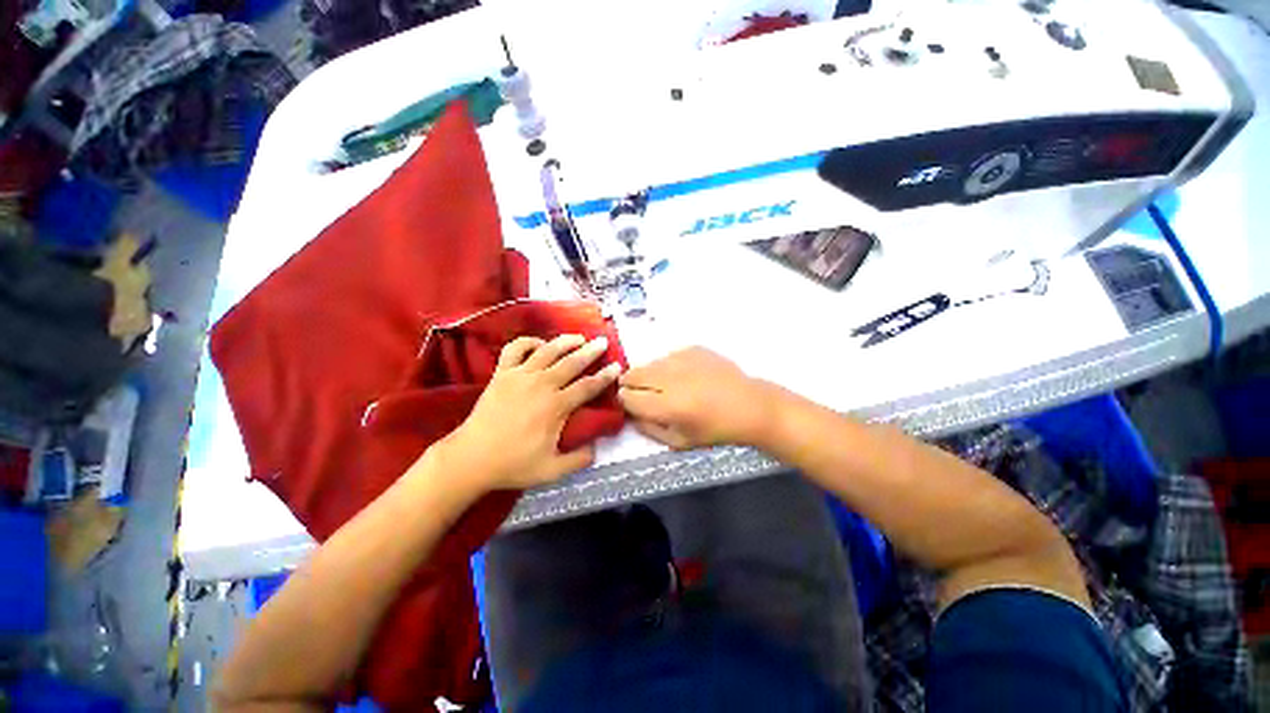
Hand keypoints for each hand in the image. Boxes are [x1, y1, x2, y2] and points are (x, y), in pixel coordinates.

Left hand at [438, 334, 621, 491]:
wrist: (471, 458)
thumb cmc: (512, 464)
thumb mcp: (551, 470)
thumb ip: (578, 460)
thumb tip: (596, 448)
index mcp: (556, 406)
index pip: (588, 386)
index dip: (605, 376)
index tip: (617, 367)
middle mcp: (542, 384)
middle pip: (572, 362)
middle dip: (591, 351)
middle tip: (603, 341)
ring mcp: (520, 375)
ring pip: (548, 350)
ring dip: (566, 341)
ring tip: (579, 337)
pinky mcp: (502, 373)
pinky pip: (515, 349)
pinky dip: (529, 341)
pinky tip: (539, 344)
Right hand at [618, 347, 778, 449]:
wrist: (749, 406)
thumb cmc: (715, 430)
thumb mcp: (679, 441)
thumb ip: (648, 429)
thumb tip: (630, 413)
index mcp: (668, 406)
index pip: (629, 398)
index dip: (625, 401)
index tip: (630, 403)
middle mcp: (672, 379)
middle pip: (633, 375)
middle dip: (630, 384)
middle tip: (641, 392)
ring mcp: (683, 360)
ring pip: (649, 364)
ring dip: (649, 375)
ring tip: (665, 385)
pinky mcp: (693, 349)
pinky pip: (668, 356)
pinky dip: (667, 367)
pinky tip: (683, 376)